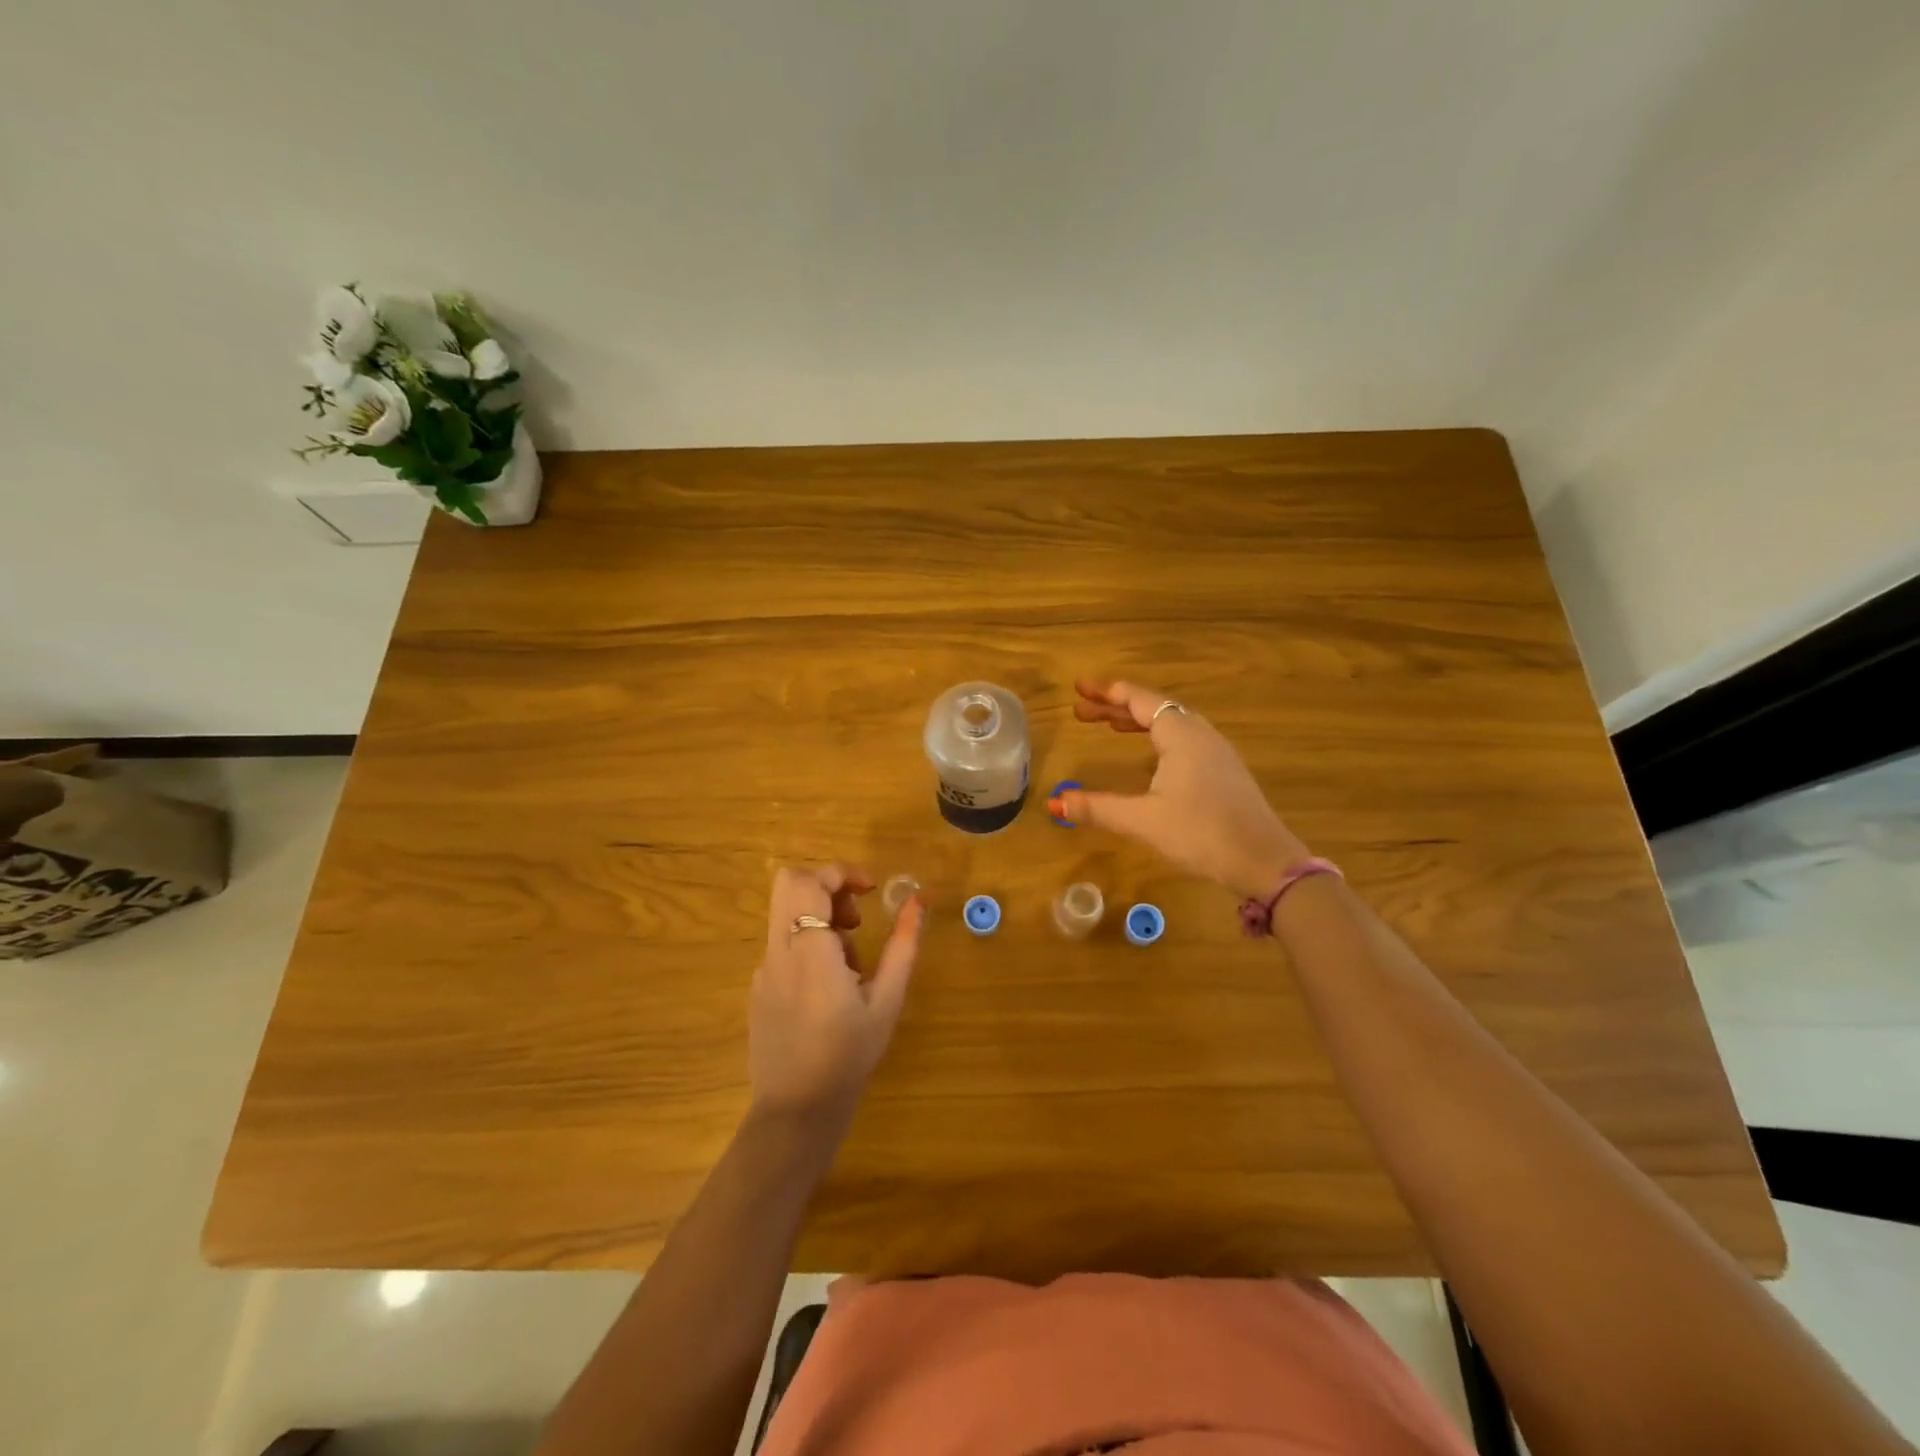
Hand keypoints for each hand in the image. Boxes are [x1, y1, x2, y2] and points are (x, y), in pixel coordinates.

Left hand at [748, 864, 923, 1127]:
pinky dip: (809, 944)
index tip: (871, 891)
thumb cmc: (848, 1055)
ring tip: (852, 964)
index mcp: (809, 950)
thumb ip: (903, 945)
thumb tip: (918, 900)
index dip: (842, 873)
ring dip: (821, 918)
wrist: (796, 1111)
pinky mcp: (759, 987)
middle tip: (856, 918)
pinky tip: (830, 988)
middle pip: (789, 884)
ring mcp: (763, 969)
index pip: (809, 881)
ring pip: (787, 913)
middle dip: (827, 886)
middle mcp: (778, 951)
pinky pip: (783, 943)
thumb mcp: (887, 1000)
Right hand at [1048, 680, 1311, 900]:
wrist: (1264, 862)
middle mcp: (1200, 734)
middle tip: (1081, 711)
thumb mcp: (1142, 820)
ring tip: (1109, 727)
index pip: (1138, 699)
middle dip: (1115, 707)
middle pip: (1153, 708)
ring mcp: (1216, 752)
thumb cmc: (1200, 833)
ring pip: (1171, 723)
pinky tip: (1149, 756)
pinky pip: (1183, 739)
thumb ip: (1097, 808)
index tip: (1079, 689)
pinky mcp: (1224, 772)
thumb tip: (1053, 803)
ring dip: (1137, 721)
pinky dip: (1156, 737)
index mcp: (1181, 734)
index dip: (1107, 693)